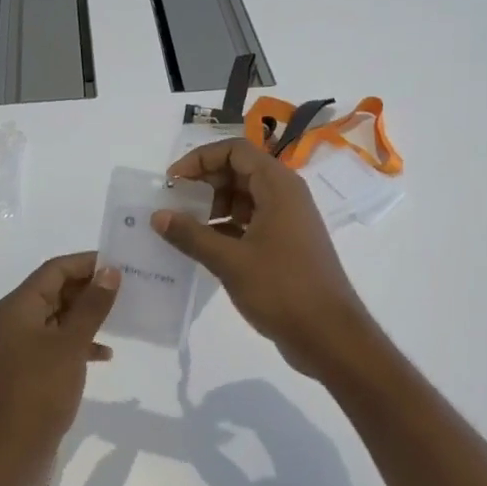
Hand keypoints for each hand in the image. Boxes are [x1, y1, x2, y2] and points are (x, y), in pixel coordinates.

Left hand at [0, 253, 120, 485]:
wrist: (8, 457)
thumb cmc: (37, 394)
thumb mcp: (69, 346)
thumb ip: (91, 307)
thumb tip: (110, 271)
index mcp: (18, 308)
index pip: (54, 269)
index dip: (87, 262)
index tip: (123, 263)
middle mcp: (16, 322)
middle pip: (56, 291)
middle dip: (91, 288)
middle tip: (132, 288)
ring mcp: (22, 349)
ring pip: (60, 319)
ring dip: (89, 317)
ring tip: (125, 316)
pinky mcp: (32, 374)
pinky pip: (60, 346)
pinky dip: (82, 345)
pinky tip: (106, 355)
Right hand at [153, 139, 375, 377]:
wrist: (328, 335)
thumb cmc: (282, 289)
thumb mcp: (230, 260)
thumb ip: (191, 235)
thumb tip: (158, 215)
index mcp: (278, 186)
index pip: (235, 151)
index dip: (200, 160)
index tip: (172, 183)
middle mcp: (285, 196)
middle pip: (239, 172)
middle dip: (204, 184)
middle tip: (173, 206)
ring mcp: (286, 221)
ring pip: (244, 199)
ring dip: (213, 207)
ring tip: (183, 229)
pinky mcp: (284, 245)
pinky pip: (250, 223)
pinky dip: (225, 229)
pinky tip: (202, 248)